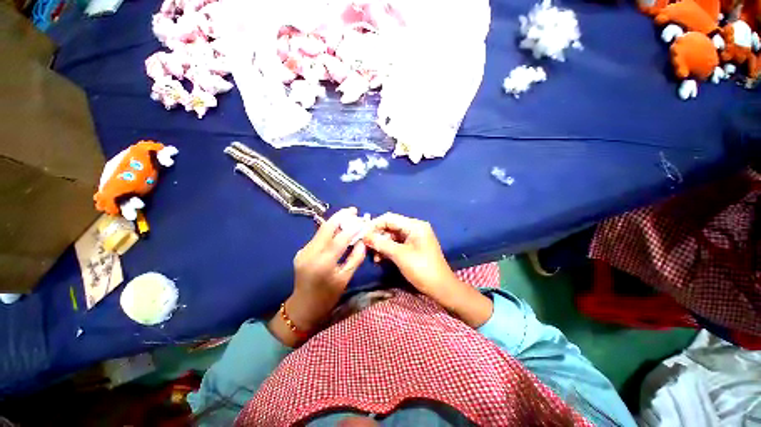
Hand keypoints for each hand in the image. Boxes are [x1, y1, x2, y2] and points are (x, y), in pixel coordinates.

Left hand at [269, 208, 365, 345]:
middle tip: (353, 210)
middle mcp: (310, 253)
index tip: (362, 220)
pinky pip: (318, 237)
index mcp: (323, 263)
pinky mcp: (301, 251)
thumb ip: (355, 258)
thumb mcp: (345, 279)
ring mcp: (303, 251)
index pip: (339, 239)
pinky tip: (338, 230)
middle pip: (326, 228)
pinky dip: (329, 231)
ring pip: (321, 230)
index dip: (352, 228)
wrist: (302, 308)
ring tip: (348, 217)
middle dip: (340, 216)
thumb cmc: (327, 297)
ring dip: (335, 222)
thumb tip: (363, 242)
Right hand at [363, 213, 456, 296]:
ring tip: (375, 257)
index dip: (374, 225)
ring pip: (392, 236)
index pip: (389, 218)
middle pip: (390, 227)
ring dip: (382, 245)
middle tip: (367, 247)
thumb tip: (364, 236)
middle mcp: (415, 228)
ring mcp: (415, 237)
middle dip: (378, 236)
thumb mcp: (399, 255)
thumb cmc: (422, 269)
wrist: (441, 287)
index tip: (362, 234)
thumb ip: (381, 243)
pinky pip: (397, 244)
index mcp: (414, 225)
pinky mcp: (414, 246)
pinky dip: (388, 249)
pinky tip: (381, 258)